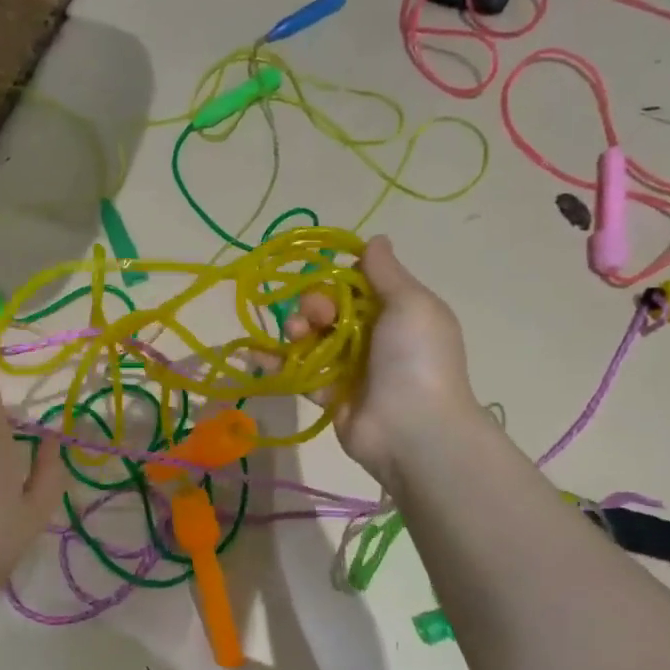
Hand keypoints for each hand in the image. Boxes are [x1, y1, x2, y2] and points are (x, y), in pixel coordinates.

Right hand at [286, 235, 482, 484]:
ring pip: (310, 337)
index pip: (356, 284)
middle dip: (314, 304)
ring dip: (295, 329)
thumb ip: (386, 272)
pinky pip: (297, 372)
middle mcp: (371, 336)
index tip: (327, 278)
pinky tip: (254, 353)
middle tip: (317, 317)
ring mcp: (349, 367)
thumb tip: (376, 239)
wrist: (414, 430)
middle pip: (328, 308)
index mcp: (395, 311)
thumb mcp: (411, 304)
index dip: (337, 278)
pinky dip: (275, 362)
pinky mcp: (328, 395)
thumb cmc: (416, 359)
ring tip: (295, 336)